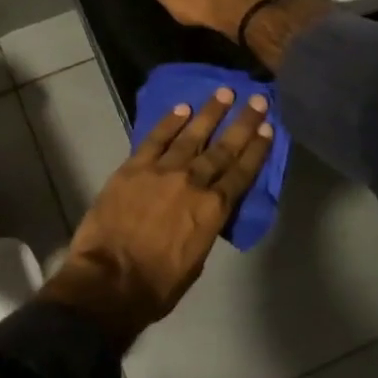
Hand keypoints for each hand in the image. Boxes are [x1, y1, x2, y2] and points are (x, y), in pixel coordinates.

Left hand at [44, 86, 273, 343]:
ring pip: (191, 135)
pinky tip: (182, 108)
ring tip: (224, 93)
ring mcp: (161, 171)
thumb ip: (204, 228)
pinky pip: (155, 139)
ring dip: (210, 113)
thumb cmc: (156, 285)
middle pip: (222, 149)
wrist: (109, 280)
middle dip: (242, 123)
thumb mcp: (196, 261)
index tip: (268, 127)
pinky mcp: (133, 168)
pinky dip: (169, 122)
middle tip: (257, 99)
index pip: (241, 173)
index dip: (256, 150)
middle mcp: (192, 183)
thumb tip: (203, 212)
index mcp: (213, 210)